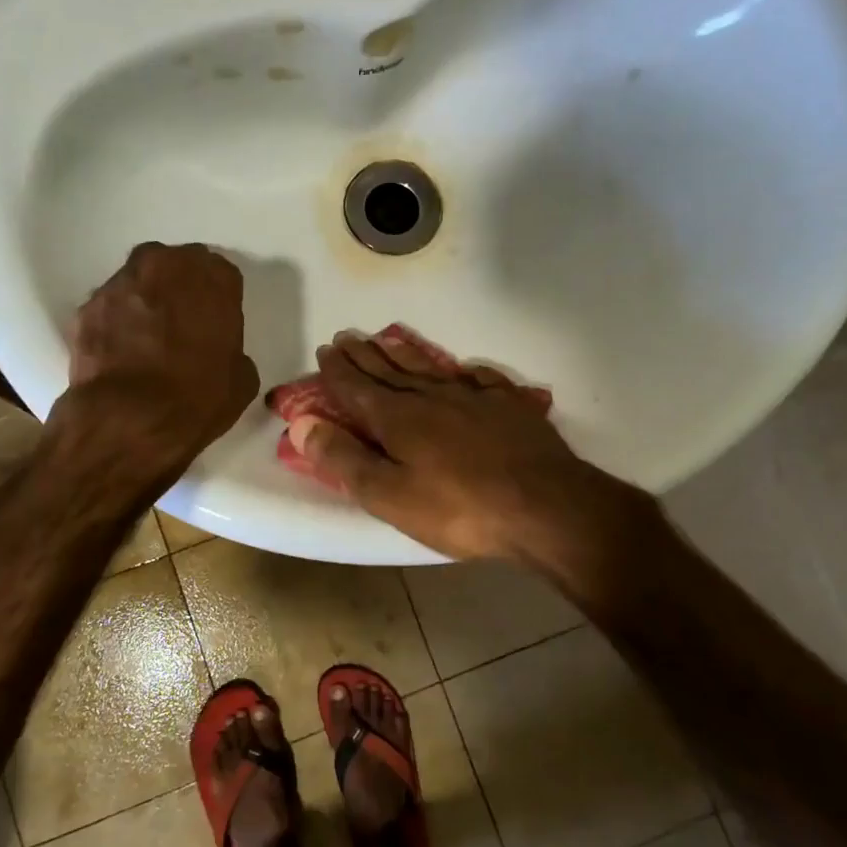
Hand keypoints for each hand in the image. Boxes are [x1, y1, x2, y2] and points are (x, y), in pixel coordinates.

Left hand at [56, 243, 259, 484]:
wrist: (129, 420)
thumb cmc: (197, 399)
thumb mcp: (240, 380)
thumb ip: (230, 350)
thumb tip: (215, 354)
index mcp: (213, 279)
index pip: (221, 274)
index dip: (218, 298)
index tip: (215, 321)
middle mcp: (165, 266)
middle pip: (175, 265)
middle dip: (179, 286)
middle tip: (182, 321)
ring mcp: (121, 283)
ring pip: (138, 280)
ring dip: (145, 299)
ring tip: (147, 336)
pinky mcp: (88, 306)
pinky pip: (110, 307)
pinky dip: (116, 321)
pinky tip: (121, 350)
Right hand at [290, 332, 606, 561]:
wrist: (543, 505)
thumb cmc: (458, 508)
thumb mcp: (389, 495)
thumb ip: (344, 458)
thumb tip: (302, 424)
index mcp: (398, 418)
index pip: (358, 387)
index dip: (338, 370)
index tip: (325, 349)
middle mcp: (432, 398)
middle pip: (391, 371)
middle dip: (365, 355)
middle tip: (347, 337)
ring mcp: (474, 398)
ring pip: (430, 369)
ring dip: (405, 354)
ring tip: (388, 340)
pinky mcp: (509, 407)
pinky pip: (480, 379)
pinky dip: (465, 372)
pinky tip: (464, 370)